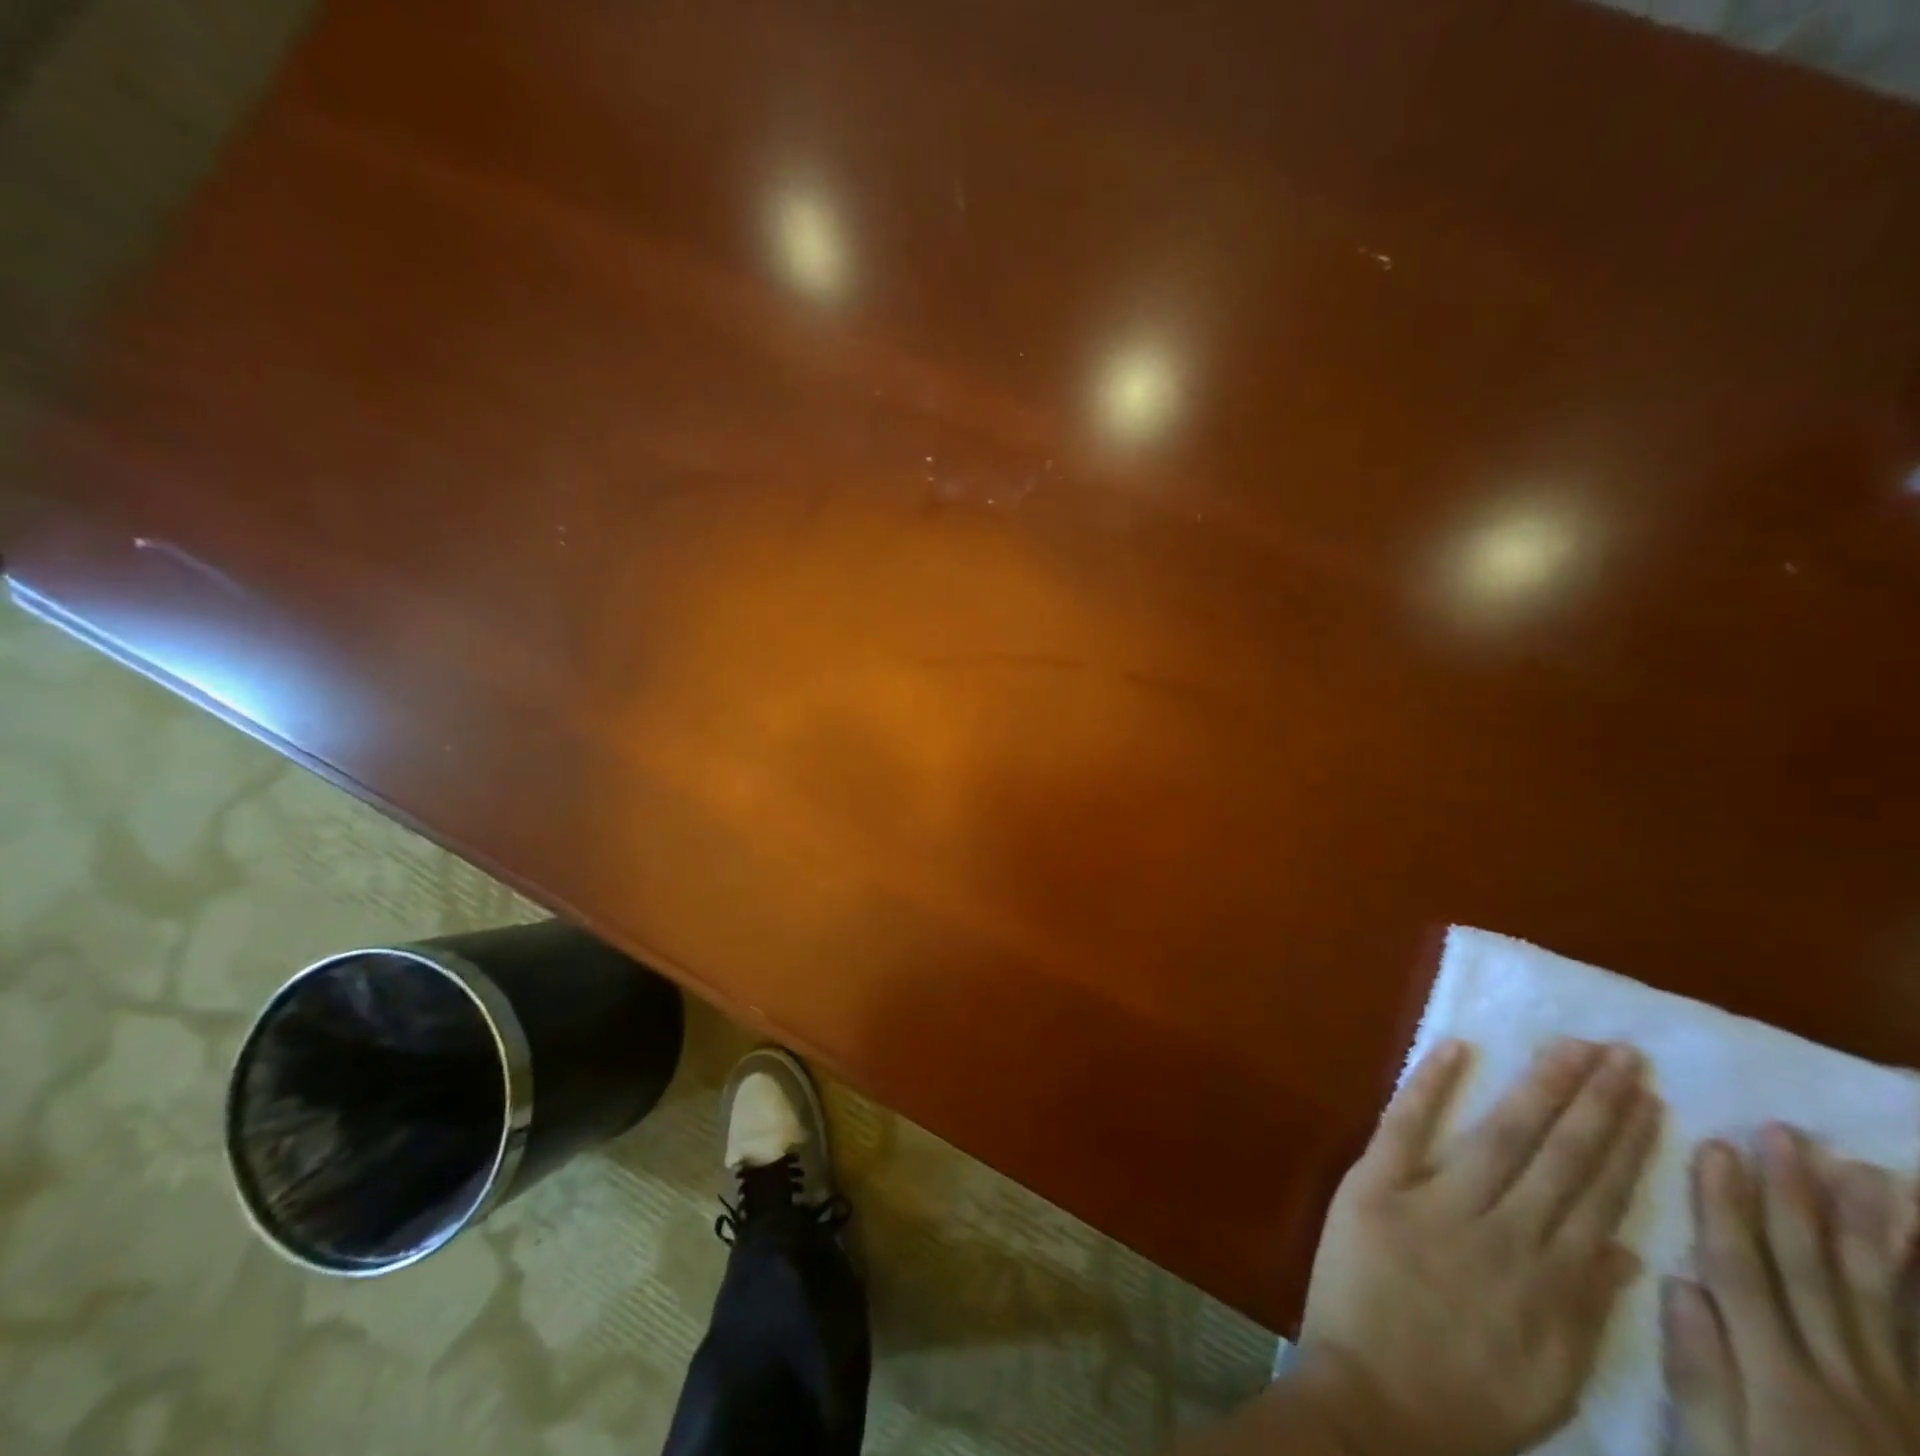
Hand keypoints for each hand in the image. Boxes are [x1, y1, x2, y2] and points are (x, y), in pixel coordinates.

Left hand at [1294, 1037, 1662, 1455]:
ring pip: (1500, 1135)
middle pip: (1558, 1156)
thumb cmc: (1461, 1396)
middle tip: (1620, 1052)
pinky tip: (1455, 1047)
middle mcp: (1502, 1231)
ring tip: (1569, 1047)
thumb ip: (1587, 1310)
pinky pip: (1406, 1124)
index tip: (1645, 1100)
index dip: (1622, 1145)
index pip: (1597, 1195)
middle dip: (1593, 1102)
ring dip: (1538, 1088)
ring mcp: (1435, 1201)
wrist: (1369, 1404)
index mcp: (1549, 1279)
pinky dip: (1430, 1084)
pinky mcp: (1375, 1185)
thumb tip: (1626, 1249)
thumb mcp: (1550, 1375)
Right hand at [1665, 1128, 1919, 1455]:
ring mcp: (1899, 1397)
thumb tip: (1677, 1283)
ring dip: (1867, 1231)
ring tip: (1864, 1172)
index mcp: (1779, 1383)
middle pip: (1812, 1273)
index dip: (1724, 1206)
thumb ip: (1700, 1376)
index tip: (1714, 1146)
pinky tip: (1916, 1247)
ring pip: (1879, 1298)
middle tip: (1785, 1134)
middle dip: (1793, 1199)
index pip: (1742, 1272)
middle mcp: (1844, 1378)